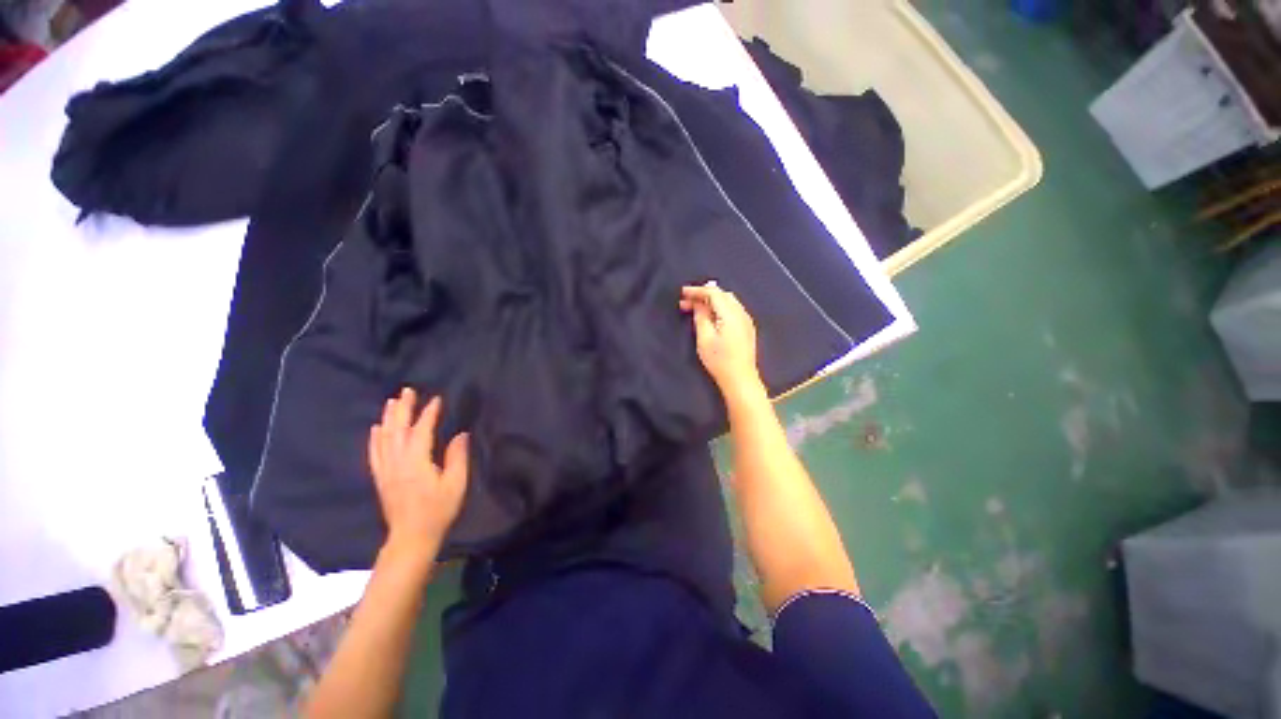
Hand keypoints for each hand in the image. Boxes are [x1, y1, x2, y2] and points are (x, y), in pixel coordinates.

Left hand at [368, 388, 468, 565]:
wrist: (411, 537)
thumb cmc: (438, 510)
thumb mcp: (456, 484)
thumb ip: (457, 457)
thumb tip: (460, 434)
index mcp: (416, 462)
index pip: (421, 431)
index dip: (428, 413)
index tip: (436, 399)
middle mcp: (397, 462)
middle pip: (397, 430)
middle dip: (402, 409)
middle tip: (407, 391)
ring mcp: (386, 470)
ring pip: (384, 438)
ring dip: (388, 418)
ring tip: (392, 401)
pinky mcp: (381, 478)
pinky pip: (375, 453)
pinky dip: (375, 438)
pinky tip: (376, 428)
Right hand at [679, 281, 762, 396]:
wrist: (740, 380)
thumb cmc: (720, 361)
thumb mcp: (704, 338)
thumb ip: (701, 317)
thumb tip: (699, 304)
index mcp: (731, 314)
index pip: (713, 293)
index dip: (697, 290)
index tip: (682, 292)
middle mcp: (741, 313)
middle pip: (722, 295)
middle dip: (704, 295)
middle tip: (687, 302)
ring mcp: (746, 321)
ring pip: (728, 301)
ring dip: (712, 301)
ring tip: (696, 308)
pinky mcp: (747, 329)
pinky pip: (733, 310)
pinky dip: (720, 308)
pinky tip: (711, 316)